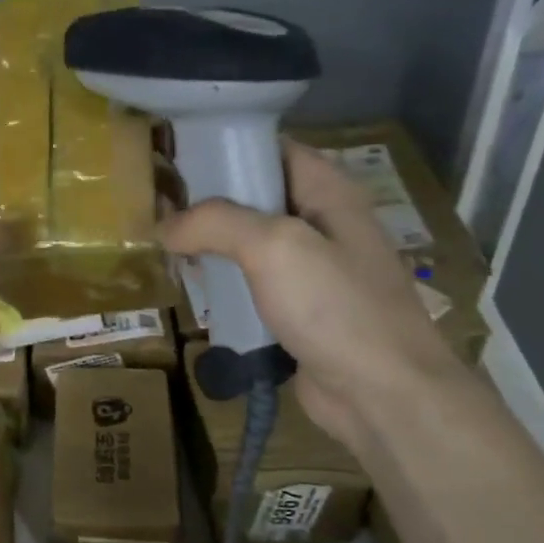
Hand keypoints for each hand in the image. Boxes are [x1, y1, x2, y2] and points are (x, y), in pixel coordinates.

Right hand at [159, 140, 464, 450]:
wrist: (383, 395)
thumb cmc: (335, 306)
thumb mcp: (273, 246)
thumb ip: (215, 223)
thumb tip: (165, 226)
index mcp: (328, 192)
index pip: (272, 150)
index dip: (227, 148)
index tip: (178, 159)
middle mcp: (323, 223)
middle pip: (257, 197)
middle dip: (209, 202)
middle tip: (160, 208)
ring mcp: (314, 270)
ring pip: (251, 244)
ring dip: (213, 247)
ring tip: (167, 249)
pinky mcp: (301, 310)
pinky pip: (255, 285)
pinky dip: (226, 284)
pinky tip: (196, 290)